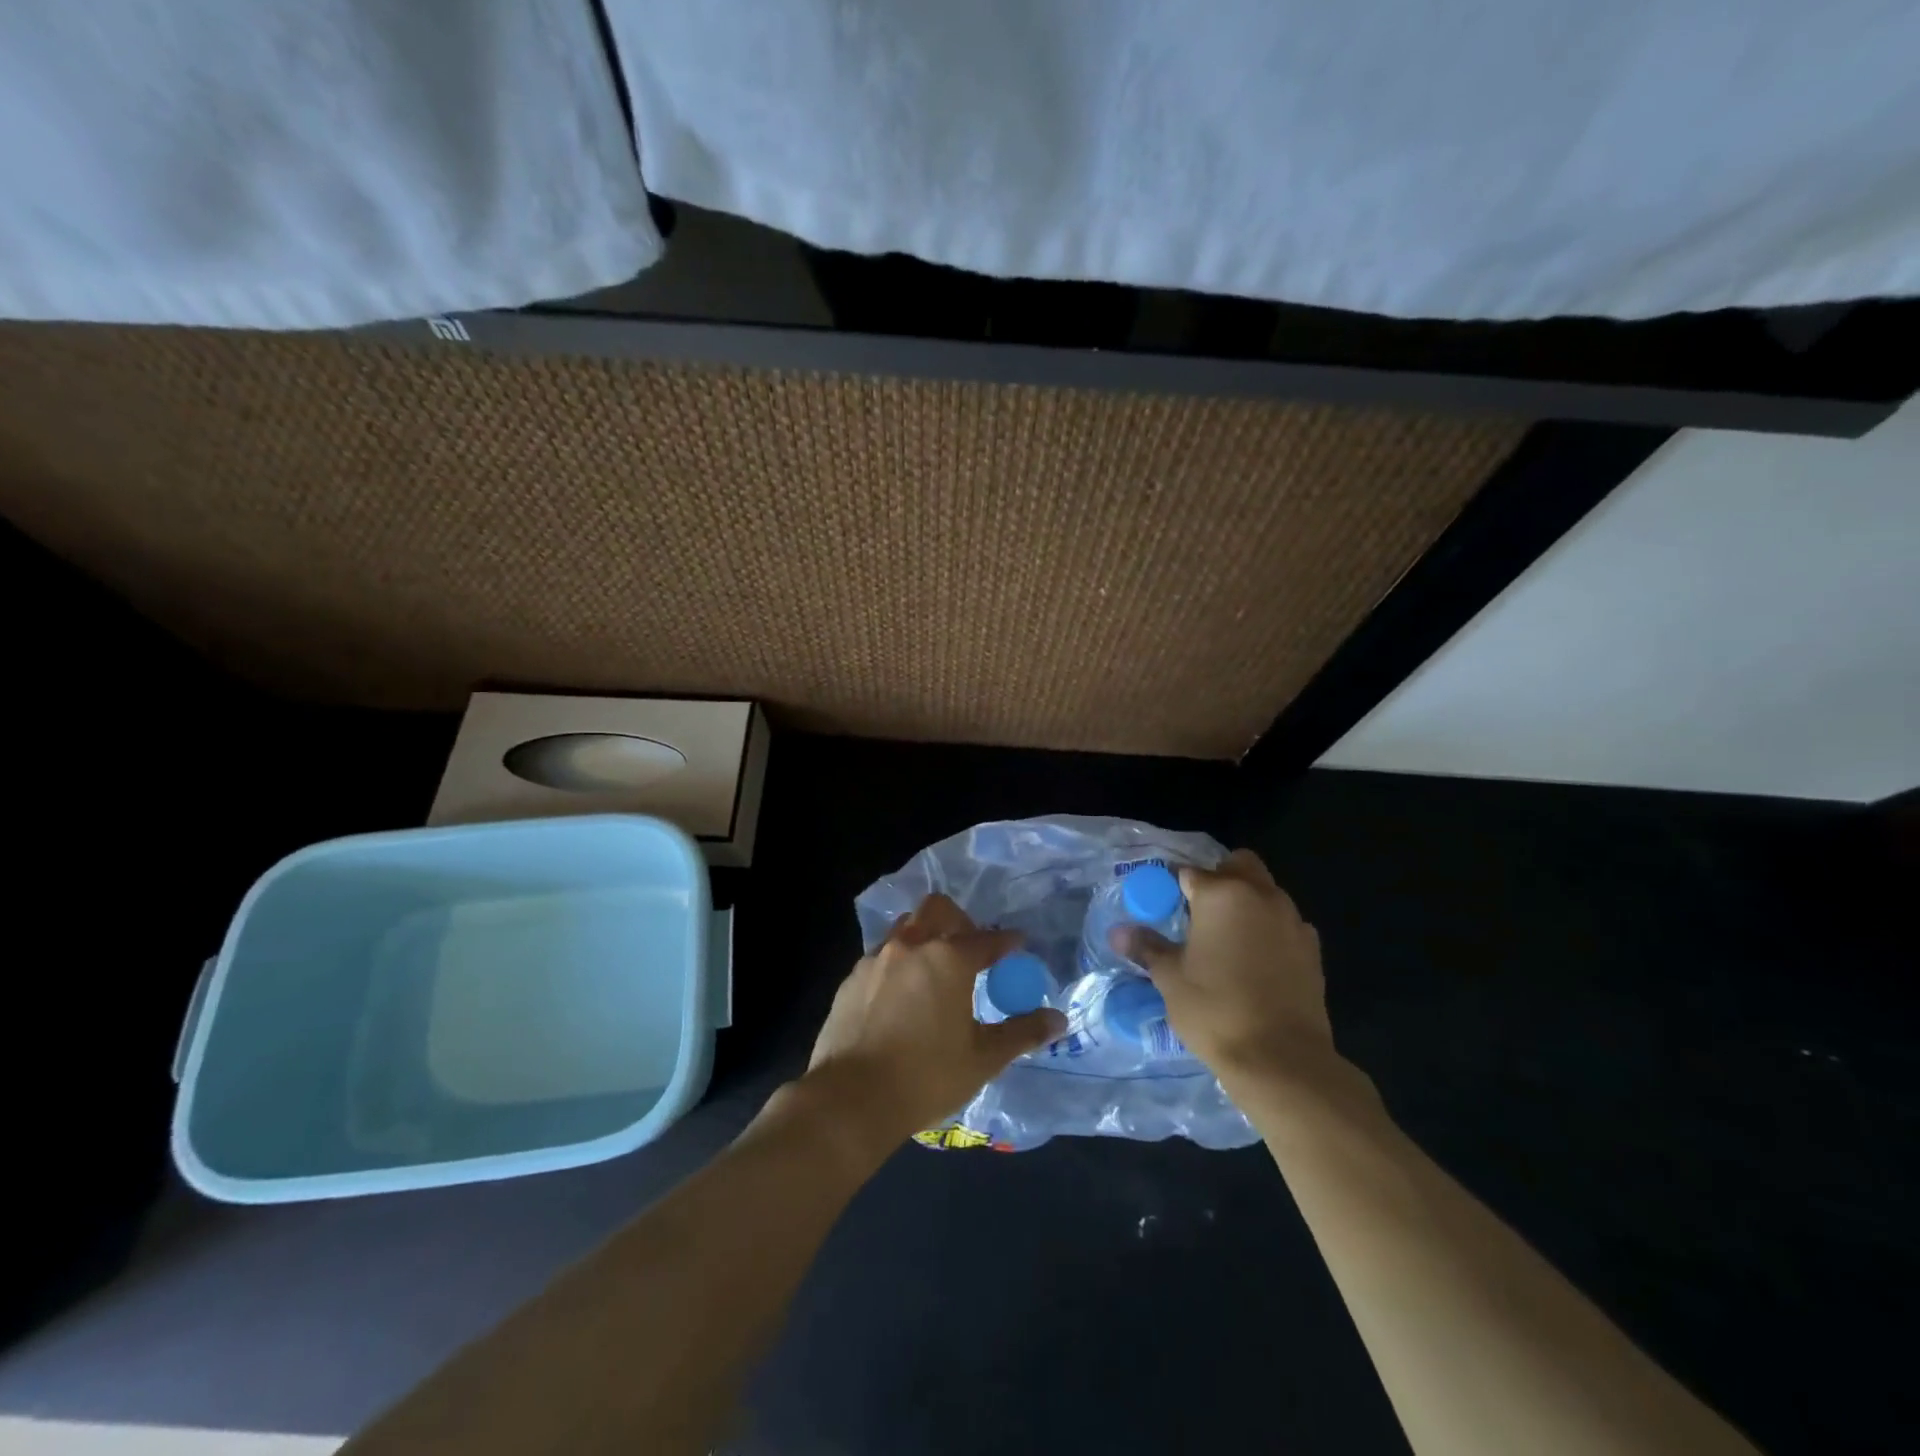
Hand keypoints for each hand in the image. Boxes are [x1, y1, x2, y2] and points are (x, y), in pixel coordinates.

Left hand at [799, 894, 1065, 1154]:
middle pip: (938, 909)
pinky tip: (902, 995)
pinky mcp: (851, 978)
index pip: (987, 939)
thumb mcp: (983, 1058)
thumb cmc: (926, 1076)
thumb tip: (1058, 1019)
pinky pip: (882, 954)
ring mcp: (876, 958)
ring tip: (935, 969)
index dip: (1007, 940)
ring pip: (906, 927)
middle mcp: (911, 946)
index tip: (1017, 944)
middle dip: (960, 920)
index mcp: (948, 959)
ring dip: (925, 936)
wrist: (851, 1098)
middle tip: (971, 948)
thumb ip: (1022, 1033)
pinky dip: (899, 962)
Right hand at [1115, 850, 1338, 1090]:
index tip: (1161, 904)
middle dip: (1218, 877)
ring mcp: (1292, 920)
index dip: (1172, 885)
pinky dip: (1269, 929)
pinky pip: (1285, 923)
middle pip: (1238, 864)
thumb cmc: (1215, 1010)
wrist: (1282, 1060)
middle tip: (1197, 910)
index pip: (1188, 872)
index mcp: (1221, 894)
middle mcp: (1260, 896)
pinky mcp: (1312, 949)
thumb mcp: (1170, 978)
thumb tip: (1118, 932)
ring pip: (1266, 892)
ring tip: (1225, 939)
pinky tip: (1255, 961)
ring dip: (1246, 902)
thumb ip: (1147, 947)